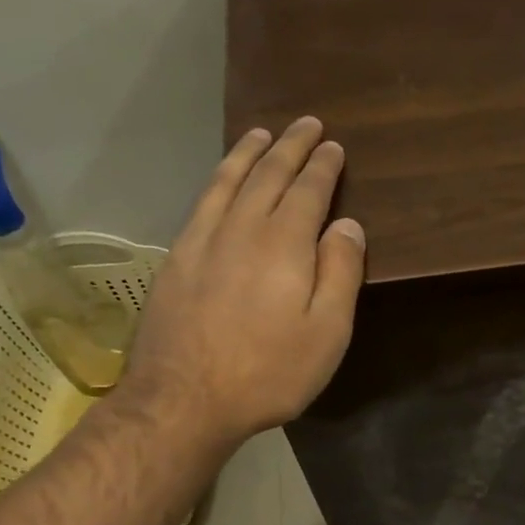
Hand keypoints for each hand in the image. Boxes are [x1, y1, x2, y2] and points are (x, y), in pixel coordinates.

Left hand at [118, 117, 365, 447]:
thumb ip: (340, 273)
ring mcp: (203, 241)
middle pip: (269, 176)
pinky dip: (217, 181)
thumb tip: (347, 224)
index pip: (308, 192)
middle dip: (291, 148)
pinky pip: (202, 203)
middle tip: (306, 125)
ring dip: (249, 155)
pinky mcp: (177, 259)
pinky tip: (221, 180)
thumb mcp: (327, 333)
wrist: (185, 399)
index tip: (334, 146)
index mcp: (285, 244)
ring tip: (261, 135)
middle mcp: (243, 229)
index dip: (323, 167)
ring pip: (229, 182)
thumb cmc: (269, 372)